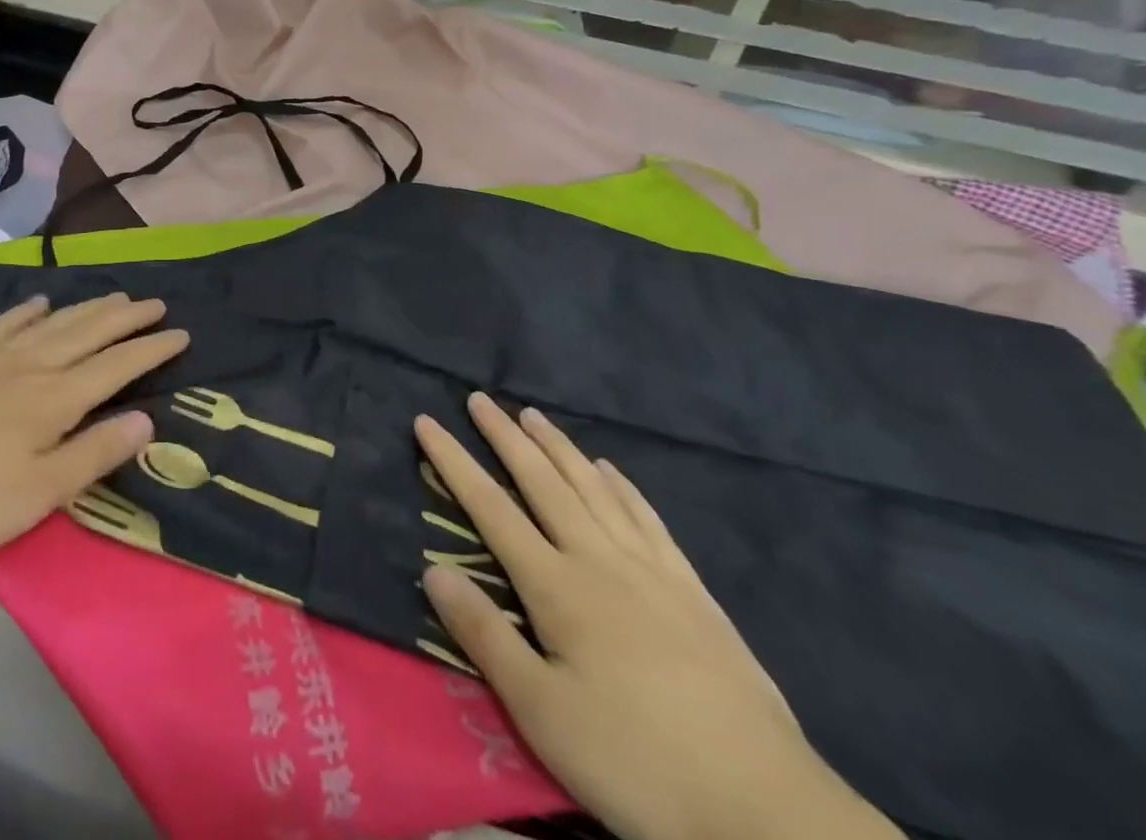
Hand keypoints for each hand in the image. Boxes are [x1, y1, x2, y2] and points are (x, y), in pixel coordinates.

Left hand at [0, 293, 184, 565]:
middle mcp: (30, 366)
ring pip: (52, 322)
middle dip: (126, 317)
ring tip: (114, 295)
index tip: (180, 333)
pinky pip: (3, 325)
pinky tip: (39, 302)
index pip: (116, 366)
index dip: (150, 349)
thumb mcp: (38, 493)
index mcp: (54, 399)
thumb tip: (146, 419)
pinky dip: (27, 311)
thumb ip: (94, 453)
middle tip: (155, 302)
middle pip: (88, 332)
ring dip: (87, 307)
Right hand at [418, 395, 902, 839]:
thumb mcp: (543, 714)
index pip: (491, 508)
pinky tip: (611, 471)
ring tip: (534, 416)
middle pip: (542, 482)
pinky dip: (622, 487)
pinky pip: (648, 520)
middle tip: (480, 399)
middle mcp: (600, 561)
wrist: (770, 814)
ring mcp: (652, 572)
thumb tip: (432, 569)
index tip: (426, 421)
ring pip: (593, 489)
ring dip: (558, 448)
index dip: (454, 461)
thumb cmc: (638, 764)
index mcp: (558, 587)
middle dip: (505, 437)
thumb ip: (484, 636)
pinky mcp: (694, 595)